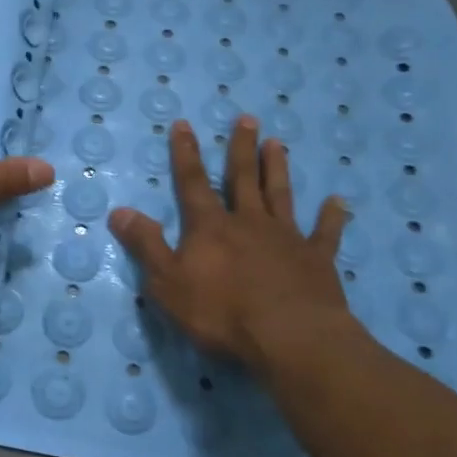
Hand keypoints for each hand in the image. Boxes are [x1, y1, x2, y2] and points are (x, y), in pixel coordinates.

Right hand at [109, 116, 353, 376]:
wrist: (289, 337)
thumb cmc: (221, 313)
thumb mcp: (167, 283)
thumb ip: (146, 245)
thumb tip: (119, 211)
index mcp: (210, 227)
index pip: (193, 183)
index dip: (185, 153)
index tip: (184, 124)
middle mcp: (249, 222)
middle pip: (242, 179)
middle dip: (241, 148)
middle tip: (246, 118)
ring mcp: (286, 238)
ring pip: (280, 195)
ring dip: (277, 168)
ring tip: (278, 143)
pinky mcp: (317, 260)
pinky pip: (325, 233)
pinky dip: (331, 217)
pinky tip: (337, 202)